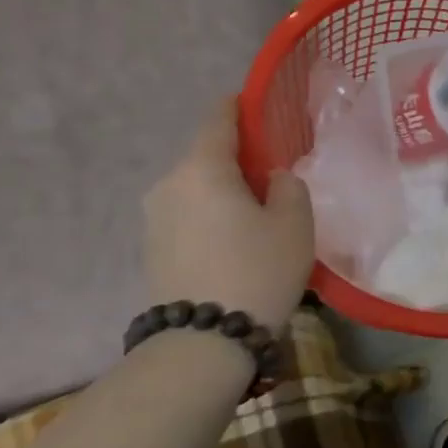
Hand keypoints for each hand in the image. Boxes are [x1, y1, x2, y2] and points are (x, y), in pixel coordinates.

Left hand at [144, 99, 313, 332]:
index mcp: (202, 169)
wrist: (203, 343)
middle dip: (238, 158)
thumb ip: (289, 186)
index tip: (258, 104)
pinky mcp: (152, 249)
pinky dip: (212, 215)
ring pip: (197, 188)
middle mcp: (168, 186)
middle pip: (207, 156)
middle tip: (274, 171)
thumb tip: (272, 178)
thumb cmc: (257, 270)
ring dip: (225, 190)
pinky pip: (188, 215)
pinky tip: (236, 238)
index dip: (239, 107)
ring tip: (259, 211)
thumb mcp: (295, 223)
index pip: (219, 120)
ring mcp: (154, 219)